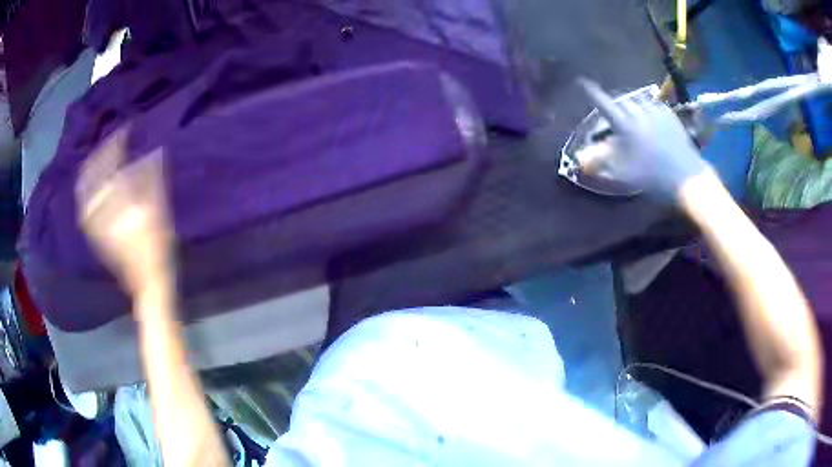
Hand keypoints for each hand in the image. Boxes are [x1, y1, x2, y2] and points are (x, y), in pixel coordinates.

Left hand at [76, 127, 173, 292]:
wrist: (146, 281)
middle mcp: (102, 210)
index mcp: (119, 203)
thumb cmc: (157, 248)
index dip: (116, 145)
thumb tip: (153, 152)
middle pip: (92, 176)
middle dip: (99, 155)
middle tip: (109, 142)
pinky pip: (85, 207)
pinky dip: (86, 191)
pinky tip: (90, 185)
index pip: (111, 166)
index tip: (124, 131)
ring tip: (97, 158)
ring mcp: (96, 223)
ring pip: (85, 191)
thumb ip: (153, 180)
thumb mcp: (160, 212)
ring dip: (89, 171)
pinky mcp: (95, 233)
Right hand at [577, 78, 709, 199]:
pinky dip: (647, 108)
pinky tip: (649, 118)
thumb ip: (602, 161)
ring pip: (638, 100)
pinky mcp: (669, 115)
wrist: (686, 177)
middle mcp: (639, 113)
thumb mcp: (624, 173)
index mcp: (625, 126)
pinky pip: (654, 104)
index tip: (582, 81)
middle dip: (614, 102)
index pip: (604, 104)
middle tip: (613, 111)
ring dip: (631, 104)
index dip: (592, 92)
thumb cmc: (653, 177)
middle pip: (621, 99)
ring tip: (631, 114)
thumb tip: (581, 156)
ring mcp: (656, 112)